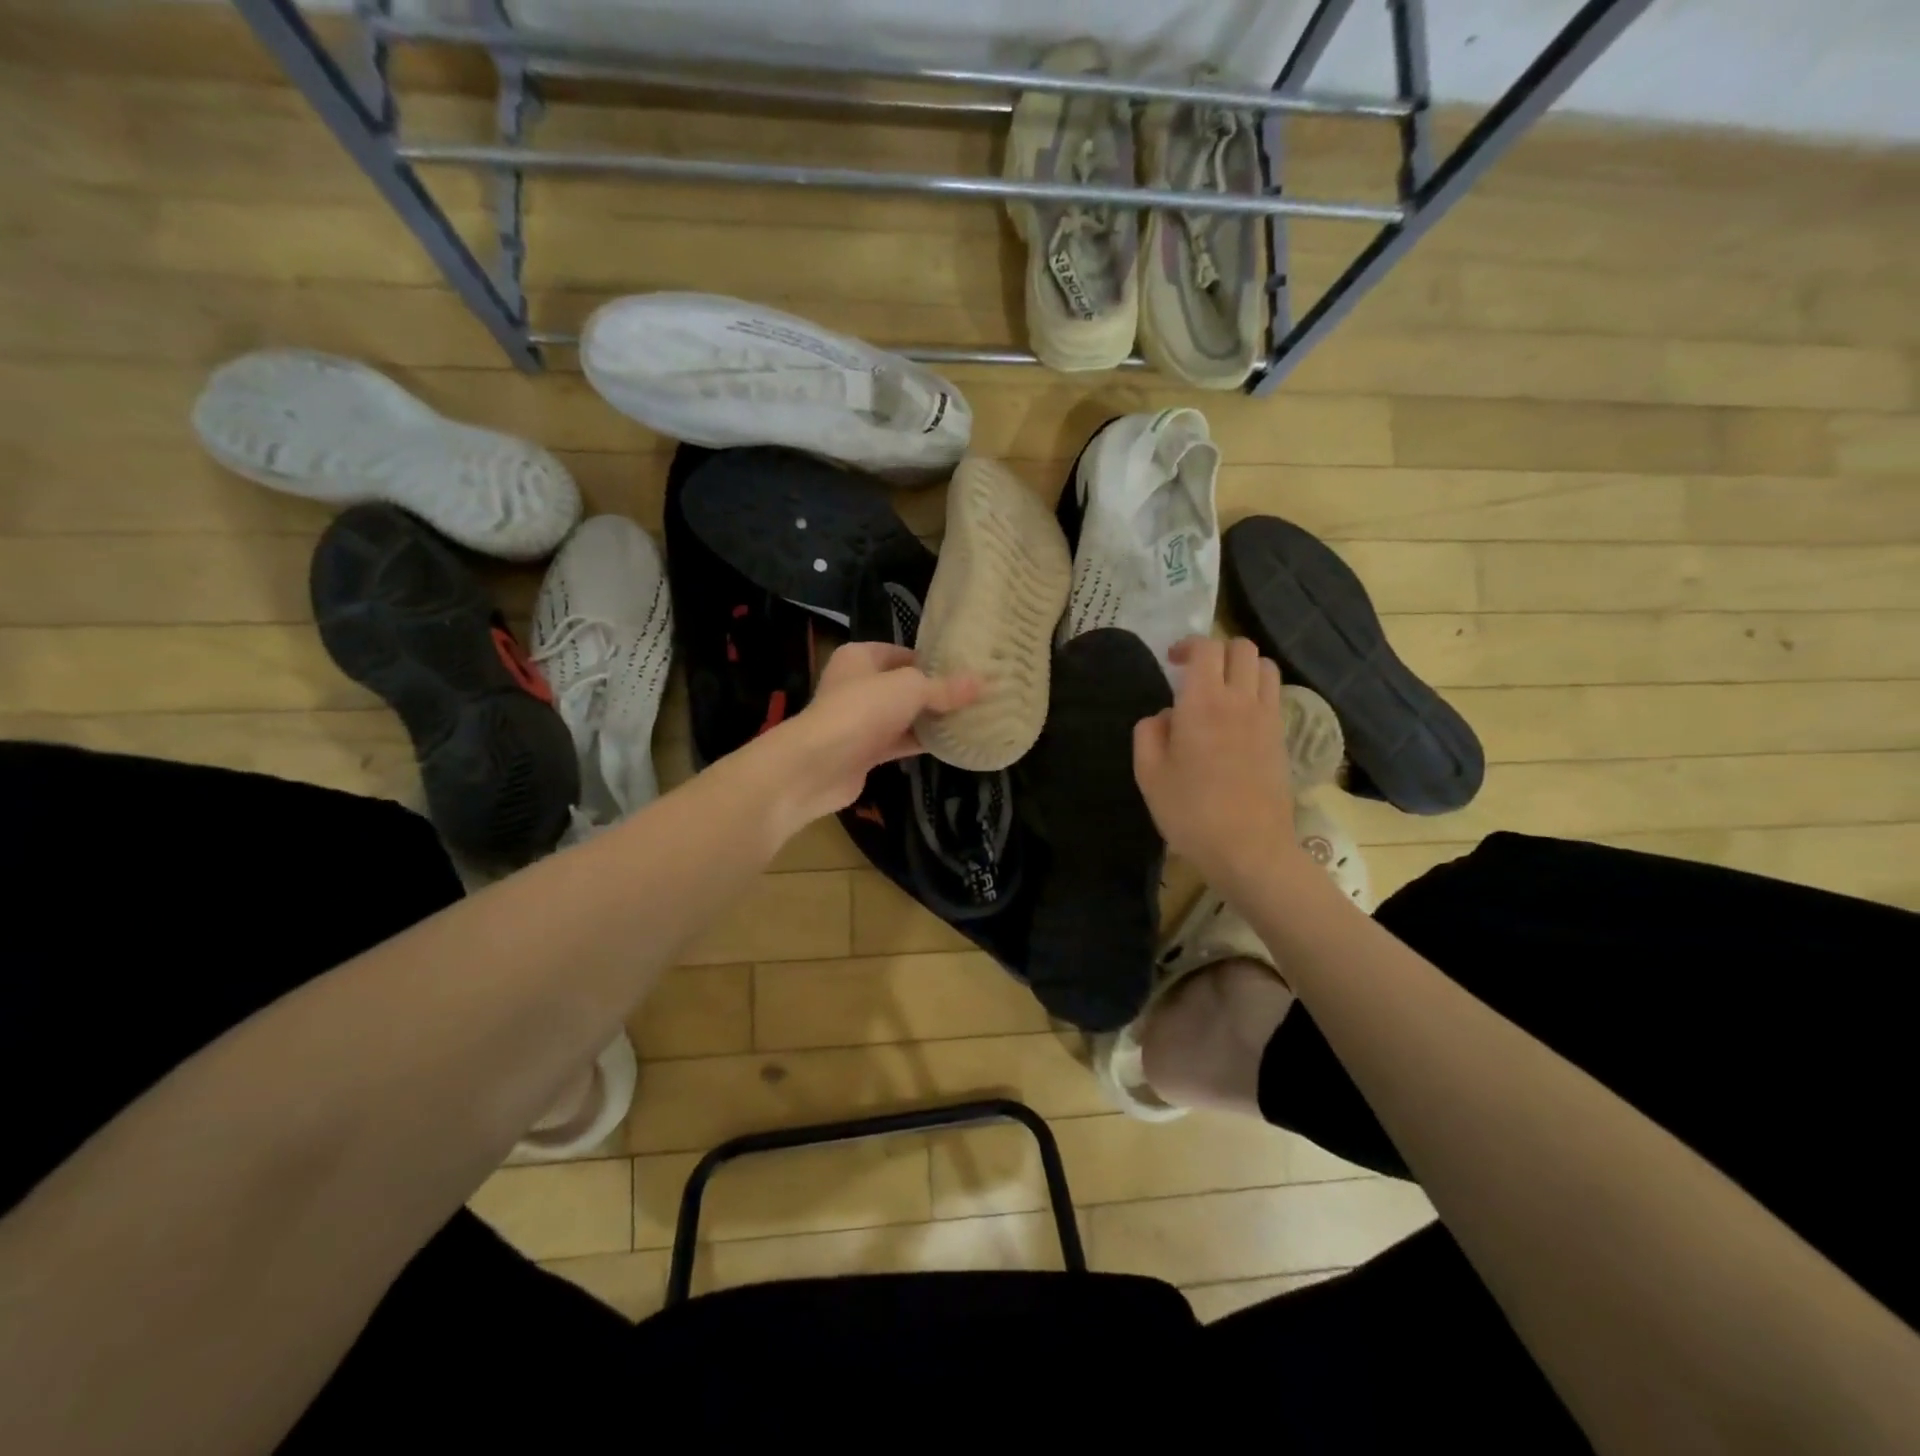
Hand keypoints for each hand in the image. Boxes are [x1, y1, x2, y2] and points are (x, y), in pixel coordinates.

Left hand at [780, 641, 978, 817]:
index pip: (903, 653)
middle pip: (904, 685)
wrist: (818, 765)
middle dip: (937, 692)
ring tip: (971, 718)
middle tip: (975, 696)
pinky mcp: (864, 751)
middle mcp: (857, 685)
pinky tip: (951, 744)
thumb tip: (984, 682)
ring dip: (931, 719)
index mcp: (860, 657)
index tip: (966, 670)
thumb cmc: (862, 710)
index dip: (933, 660)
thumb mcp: (910, 689)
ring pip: (904, 715)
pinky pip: (900, 742)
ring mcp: (860, 720)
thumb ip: (945, 688)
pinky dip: (922, 742)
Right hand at [1133, 636, 1299, 892]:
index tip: (1172, 662)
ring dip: (1243, 667)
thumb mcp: (1148, 775)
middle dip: (1217, 651)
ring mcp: (1267, 718)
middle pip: (1241, 648)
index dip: (1188, 646)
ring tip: (1223, 690)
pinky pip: (1274, 696)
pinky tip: (1240, 718)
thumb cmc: (1190, 812)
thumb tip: (1165, 716)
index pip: (1206, 648)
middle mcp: (1240, 700)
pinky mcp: (1283, 738)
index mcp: (1202, 703)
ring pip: (1265, 667)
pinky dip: (1258, 692)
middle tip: (1196, 673)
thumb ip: (1149, 734)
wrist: (1249, 849)